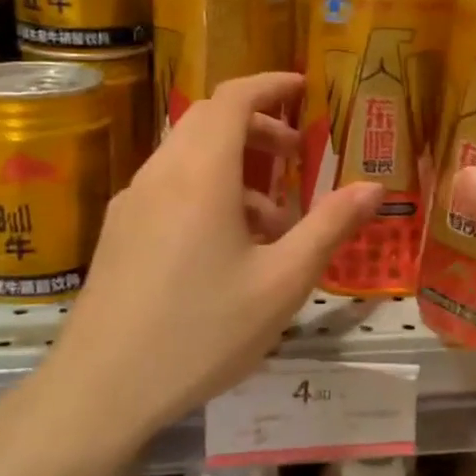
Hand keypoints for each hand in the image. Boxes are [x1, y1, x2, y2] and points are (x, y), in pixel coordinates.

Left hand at [20, 72, 381, 462]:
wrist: (101, 390)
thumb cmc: (202, 331)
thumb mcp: (282, 282)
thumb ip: (330, 227)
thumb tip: (374, 187)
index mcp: (201, 174)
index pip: (233, 98)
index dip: (271, 85)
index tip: (304, 88)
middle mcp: (161, 174)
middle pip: (209, 121)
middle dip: (257, 126)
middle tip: (297, 155)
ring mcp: (132, 203)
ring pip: (189, 157)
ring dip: (235, 167)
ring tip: (274, 221)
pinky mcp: (119, 232)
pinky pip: (170, 188)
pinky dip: (207, 192)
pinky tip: (229, 249)